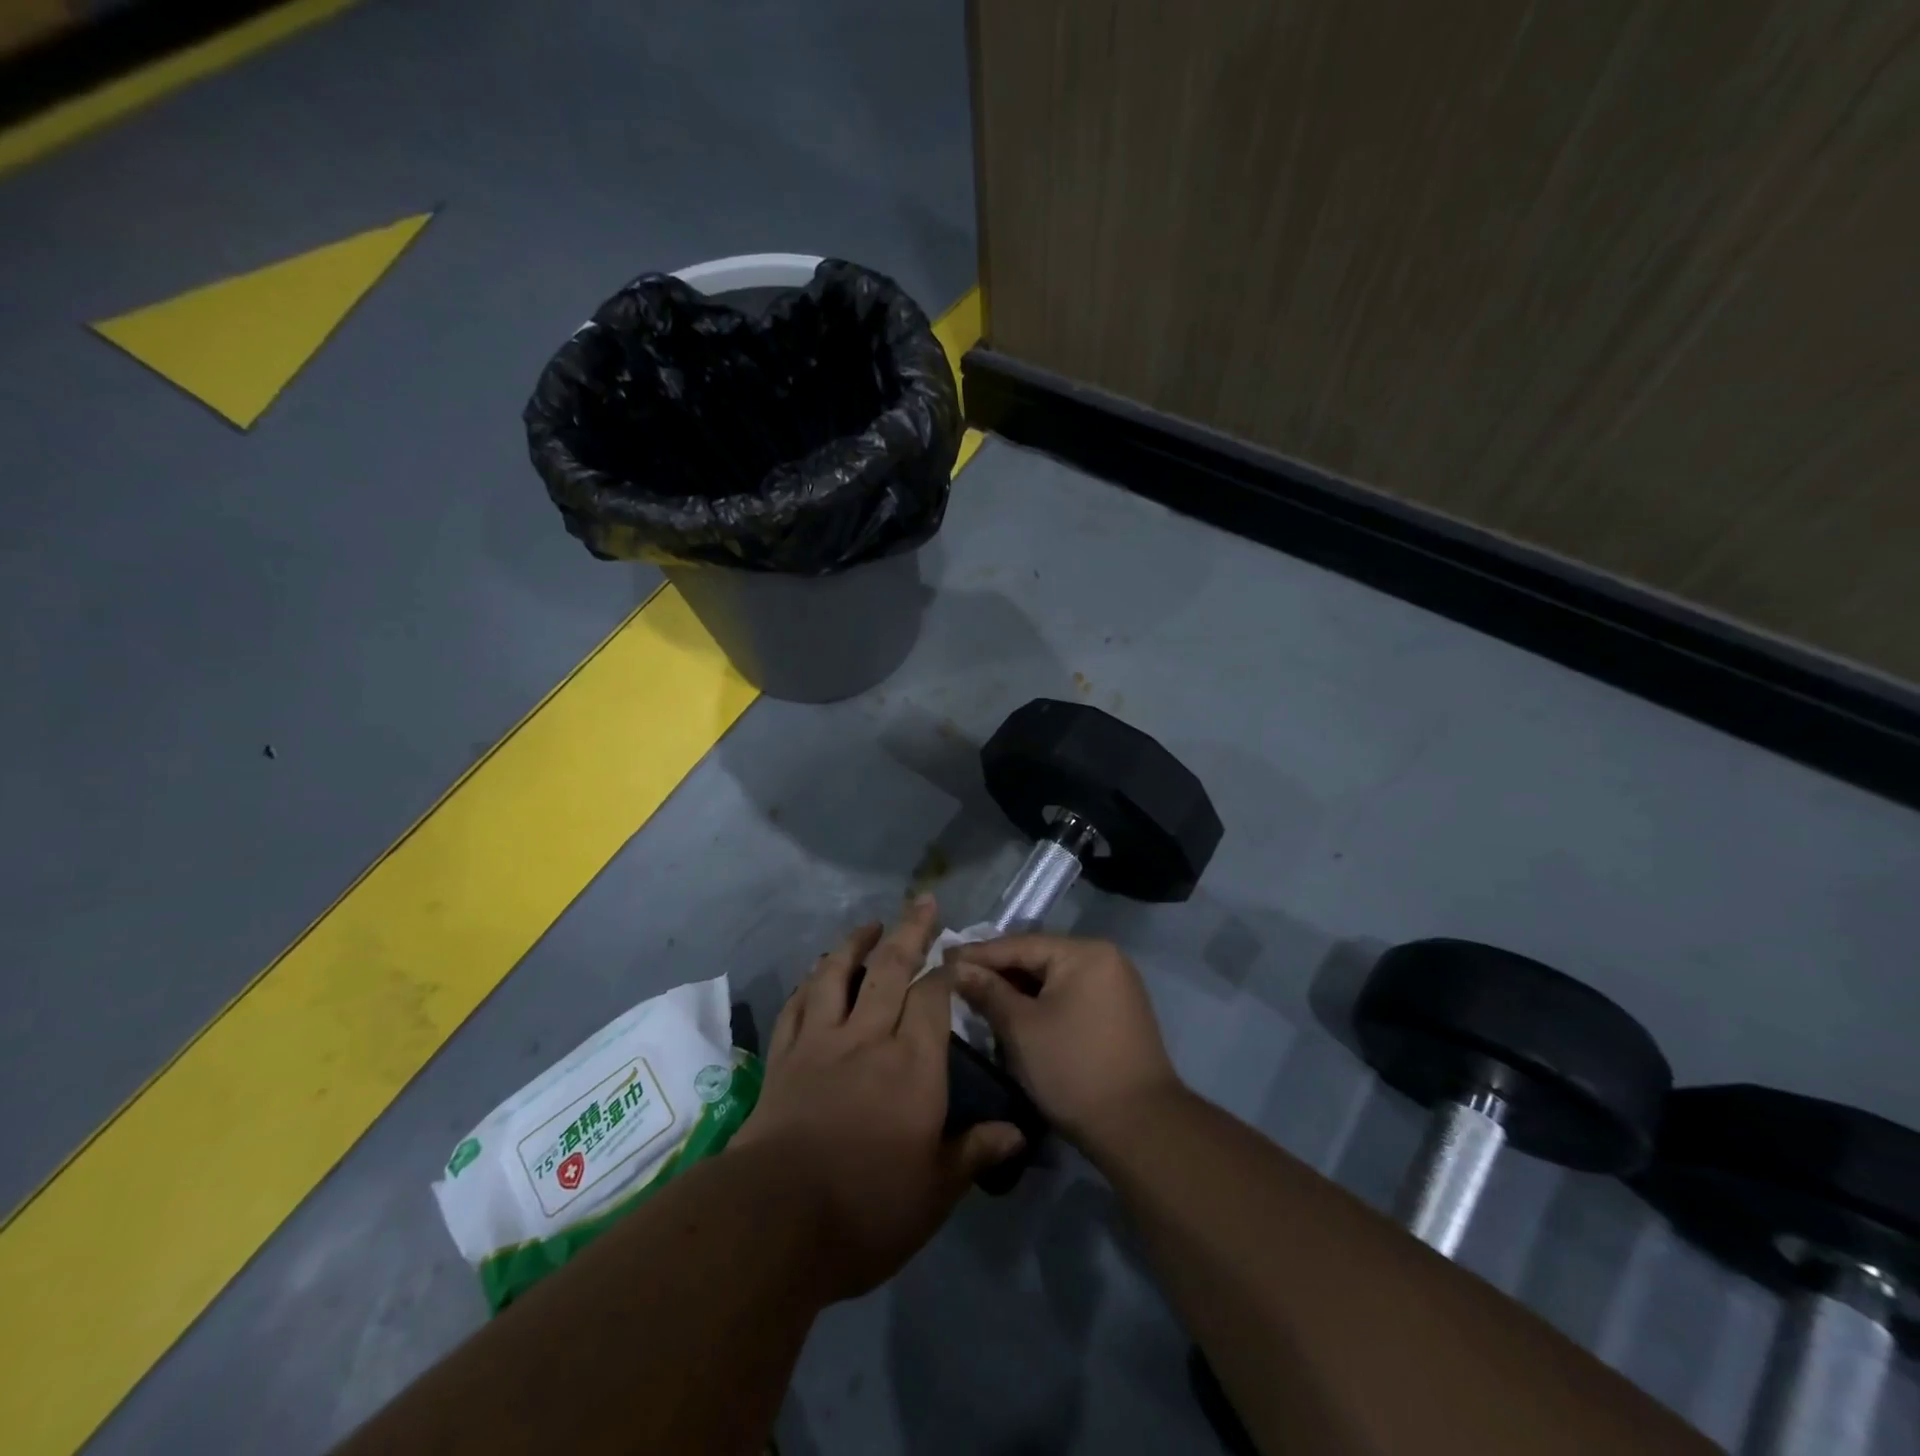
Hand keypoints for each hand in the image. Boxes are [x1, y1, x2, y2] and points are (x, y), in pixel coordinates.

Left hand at [734, 897, 1023, 1302]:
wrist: (775, 1219)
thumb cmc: (867, 1208)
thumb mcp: (935, 1191)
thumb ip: (975, 1152)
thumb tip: (1018, 1134)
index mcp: (913, 1062)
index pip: (934, 997)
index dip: (947, 971)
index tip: (956, 954)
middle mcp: (868, 1036)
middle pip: (890, 968)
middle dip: (910, 931)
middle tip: (922, 902)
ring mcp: (820, 1042)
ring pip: (837, 975)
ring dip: (855, 944)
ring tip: (870, 924)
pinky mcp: (784, 1057)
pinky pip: (797, 1005)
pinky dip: (810, 982)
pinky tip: (816, 973)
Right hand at [950, 935, 1182, 1154]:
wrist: (1140, 1128)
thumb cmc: (1074, 1069)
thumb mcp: (1021, 1028)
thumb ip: (988, 991)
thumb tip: (956, 968)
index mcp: (1085, 952)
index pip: (1020, 945)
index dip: (978, 954)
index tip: (942, 959)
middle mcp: (1105, 958)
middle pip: (1038, 958)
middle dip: (997, 971)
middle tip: (956, 979)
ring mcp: (1115, 985)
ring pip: (1052, 978)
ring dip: (1017, 989)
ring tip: (978, 996)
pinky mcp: (1117, 1012)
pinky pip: (1069, 995)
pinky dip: (1040, 1003)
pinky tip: (1013, 1014)